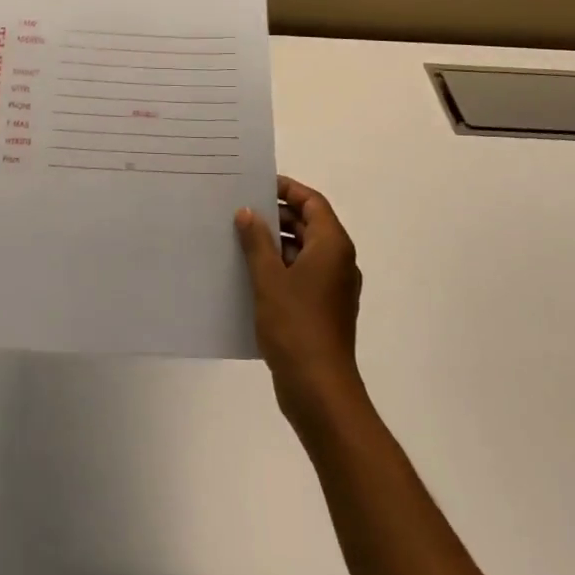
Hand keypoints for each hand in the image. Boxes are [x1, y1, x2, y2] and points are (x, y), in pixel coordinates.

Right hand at [236, 177, 364, 431]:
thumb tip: (247, 212)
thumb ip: (257, 241)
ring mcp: (331, 288)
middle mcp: (338, 262)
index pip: (312, 202)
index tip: (257, 184)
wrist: (319, 390)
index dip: (287, 189)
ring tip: (237, 239)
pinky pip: (300, 275)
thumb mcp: (269, 278)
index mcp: (332, 246)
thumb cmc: (296, 326)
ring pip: (302, 251)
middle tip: (239, 210)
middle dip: (275, 216)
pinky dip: (278, 268)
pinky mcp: (321, 309)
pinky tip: (247, 273)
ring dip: (273, 243)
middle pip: (308, 225)